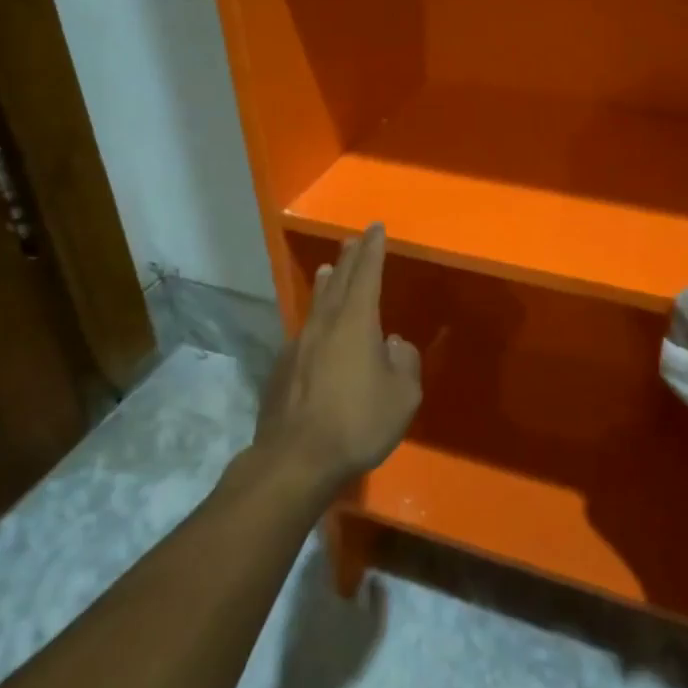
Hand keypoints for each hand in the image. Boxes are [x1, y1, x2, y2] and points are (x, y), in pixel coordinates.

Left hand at [252, 224, 420, 493]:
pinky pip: (304, 332)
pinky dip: (315, 319)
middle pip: (337, 281)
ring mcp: (298, 346)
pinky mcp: (282, 370)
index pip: (366, 273)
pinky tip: (316, 330)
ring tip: (328, 268)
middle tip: (353, 239)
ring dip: (326, 283)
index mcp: (355, 323)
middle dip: (349, 258)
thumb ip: (405, 363)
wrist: (294, 460)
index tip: (375, 228)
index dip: (373, 249)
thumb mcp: (402, 397)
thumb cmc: (357, 423)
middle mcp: (324, 325)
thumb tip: (393, 344)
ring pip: (316, 304)